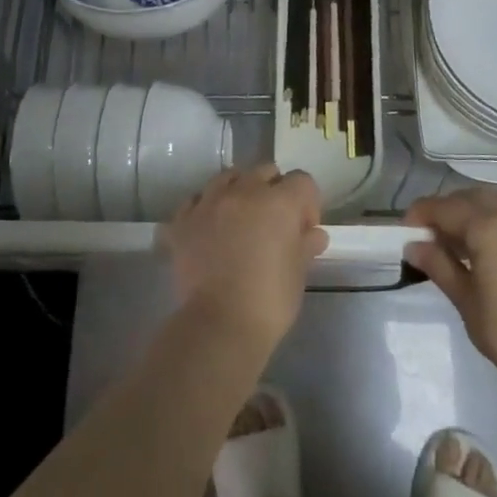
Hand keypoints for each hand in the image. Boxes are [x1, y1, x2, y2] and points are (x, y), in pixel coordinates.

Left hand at [162, 164, 326, 352]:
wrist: (220, 324)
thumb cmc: (270, 300)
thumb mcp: (298, 272)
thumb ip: (306, 245)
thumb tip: (313, 234)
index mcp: (279, 202)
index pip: (302, 181)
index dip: (308, 203)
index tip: (305, 229)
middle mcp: (244, 192)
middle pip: (265, 171)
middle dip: (275, 190)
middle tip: (275, 222)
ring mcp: (209, 203)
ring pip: (228, 178)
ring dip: (239, 190)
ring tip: (241, 218)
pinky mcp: (183, 221)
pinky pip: (196, 200)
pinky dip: (206, 207)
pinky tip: (210, 226)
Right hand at [405, 188, 496, 396]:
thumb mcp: (465, 301)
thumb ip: (439, 266)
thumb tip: (413, 245)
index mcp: (488, 229)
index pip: (447, 208)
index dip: (424, 213)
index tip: (408, 226)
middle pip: (477, 198)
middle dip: (452, 208)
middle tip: (436, 232)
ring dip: (489, 205)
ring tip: (476, 227)